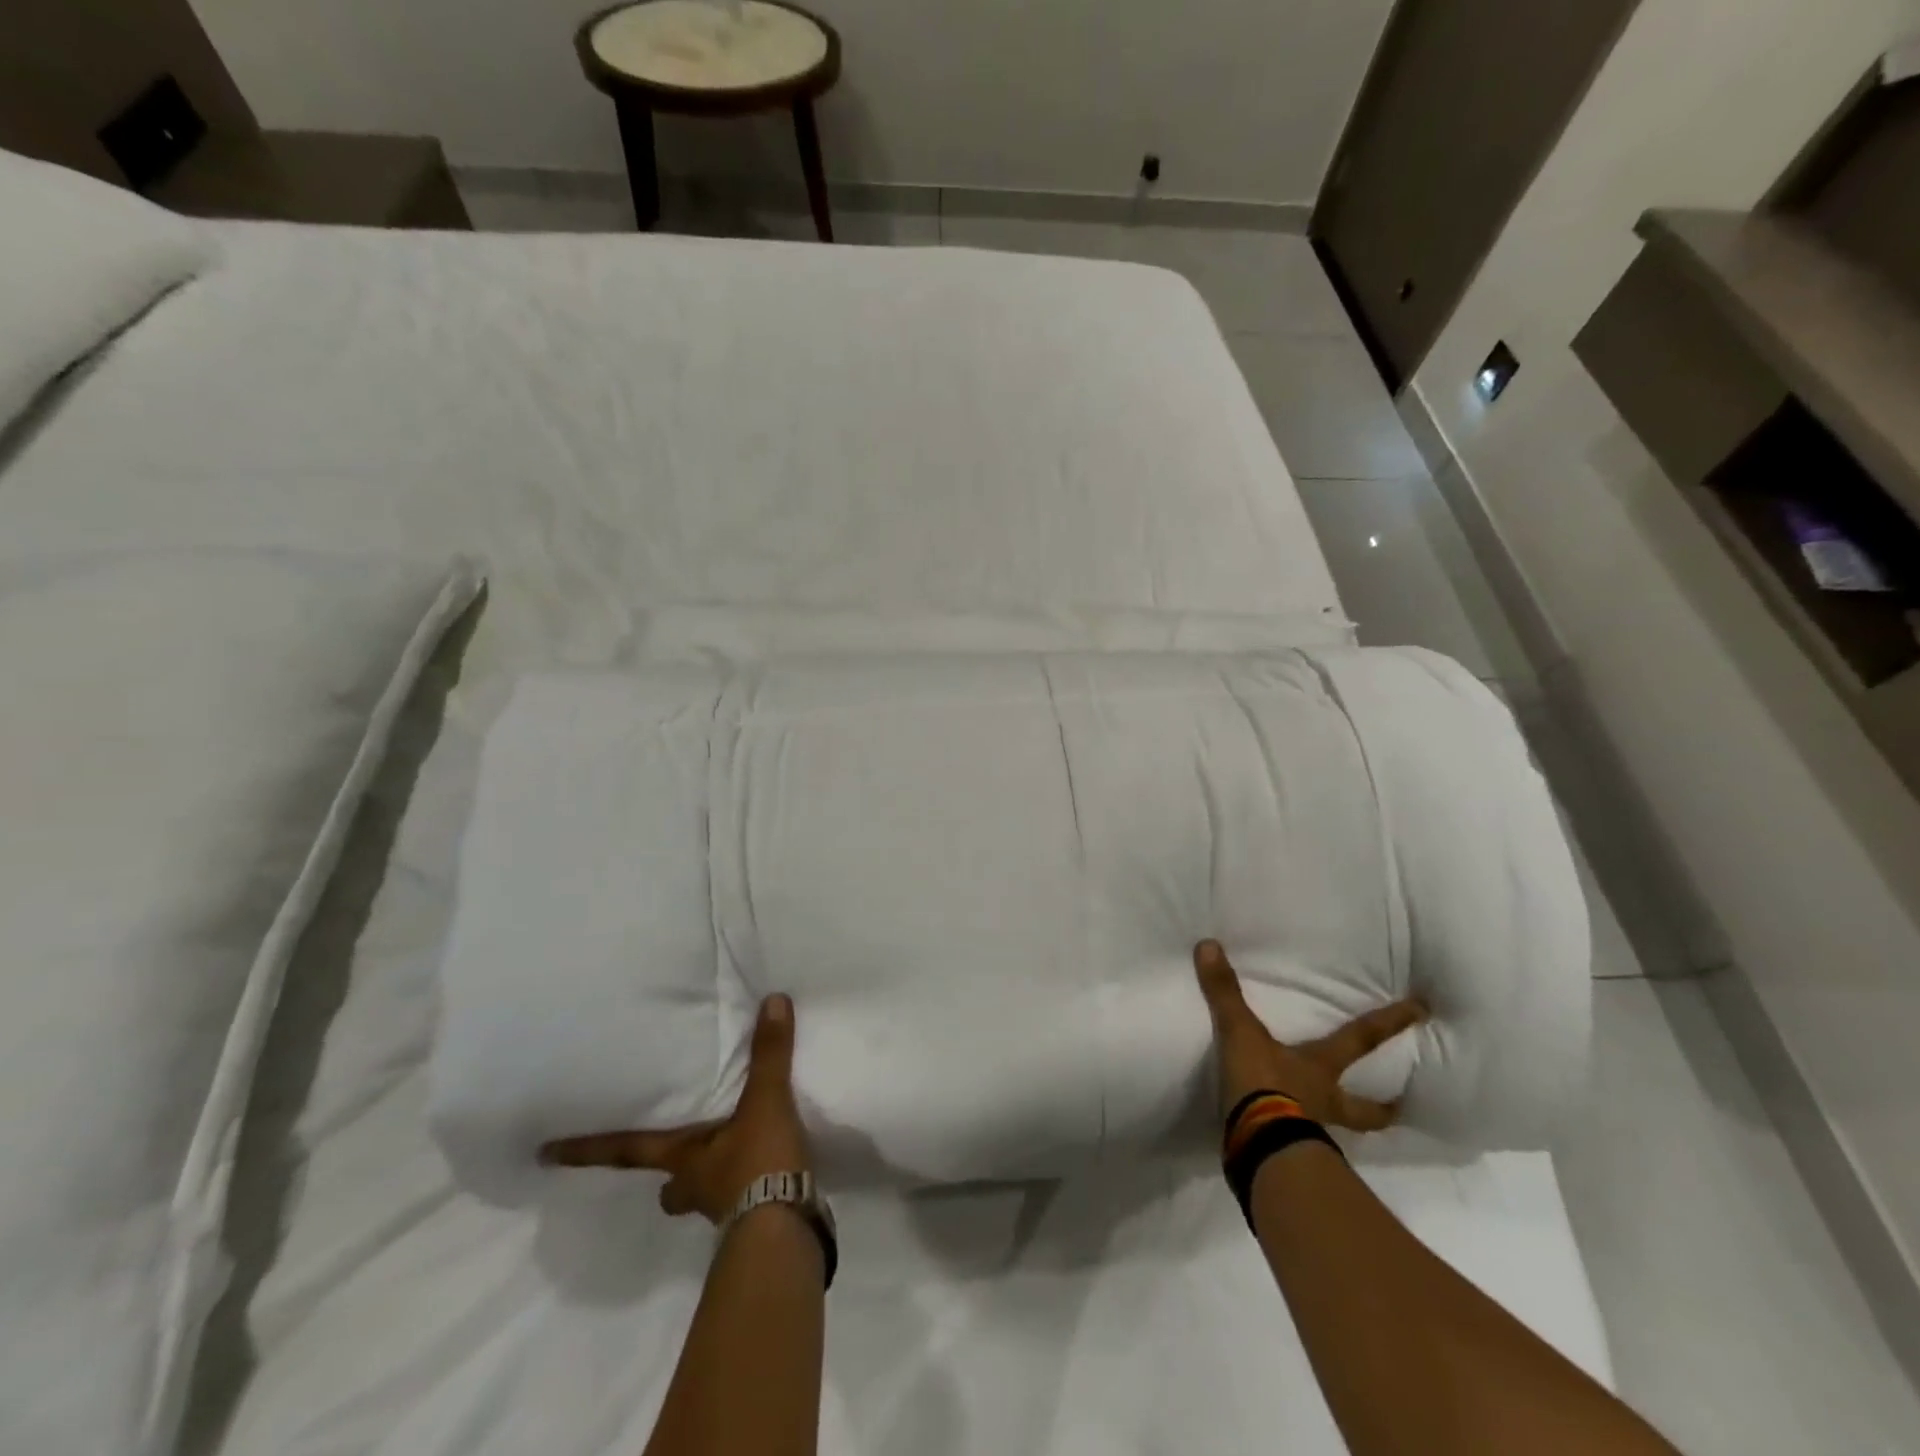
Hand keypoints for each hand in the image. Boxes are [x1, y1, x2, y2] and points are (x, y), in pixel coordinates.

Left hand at [540, 993, 811, 1222]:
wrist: (786, 1231)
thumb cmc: (759, 1164)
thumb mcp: (765, 1101)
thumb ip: (769, 1053)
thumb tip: (773, 1001)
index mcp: (684, 1159)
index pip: (627, 1151)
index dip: (589, 1151)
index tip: (547, 1155)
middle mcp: (697, 1186)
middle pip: (669, 1187)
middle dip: (668, 1180)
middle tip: (670, 1171)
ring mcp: (725, 1209)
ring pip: (703, 1197)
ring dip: (709, 1184)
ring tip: (732, 1162)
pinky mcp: (756, 1221)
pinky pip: (744, 1200)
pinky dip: (751, 1187)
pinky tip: (769, 1174)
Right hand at [1194, 939, 1425, 1132]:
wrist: (1258, 1148)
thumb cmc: (1263, 1085)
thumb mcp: (1240, 1033)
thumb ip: (1225, 993)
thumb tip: (1209, 945)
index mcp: (1320, 1068)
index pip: (1361, 1038)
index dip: (1390, 1023)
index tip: (1423, 1011)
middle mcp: (1324, 1101)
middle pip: (1363, 1107)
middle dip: (1382, 1107)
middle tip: (1400, 1107)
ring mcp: (1311, 1133)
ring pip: (1338, 1131)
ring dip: (1344, 1128)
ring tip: (1340, 1130)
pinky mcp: (1290, 1158)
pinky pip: (1301, 1149)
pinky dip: (1299, 1146)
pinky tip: (1288, 1145)